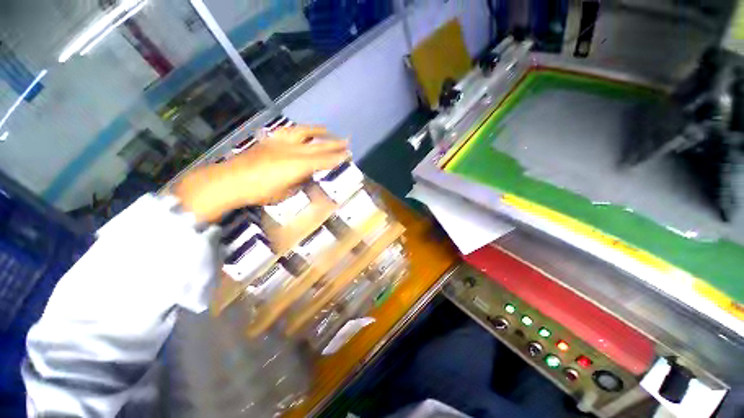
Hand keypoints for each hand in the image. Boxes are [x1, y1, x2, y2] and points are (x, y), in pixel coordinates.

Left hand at [172, 126, 349, 221]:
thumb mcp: (287, 192)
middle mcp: (292, 150)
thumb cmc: (261, 192)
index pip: (324, 160)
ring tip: (327, 129)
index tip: (349, 155)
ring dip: (317, 131)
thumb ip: (300, 181)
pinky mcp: (270, 140)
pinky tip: (301, 130)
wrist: (230, 181)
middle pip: (318, 146)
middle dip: (334, 144)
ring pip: (303, 133)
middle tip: (347, 141)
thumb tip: (307, 175)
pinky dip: (298, 130)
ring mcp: (280, 143)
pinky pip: (288, 131)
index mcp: (298, 165)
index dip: (338, 158)